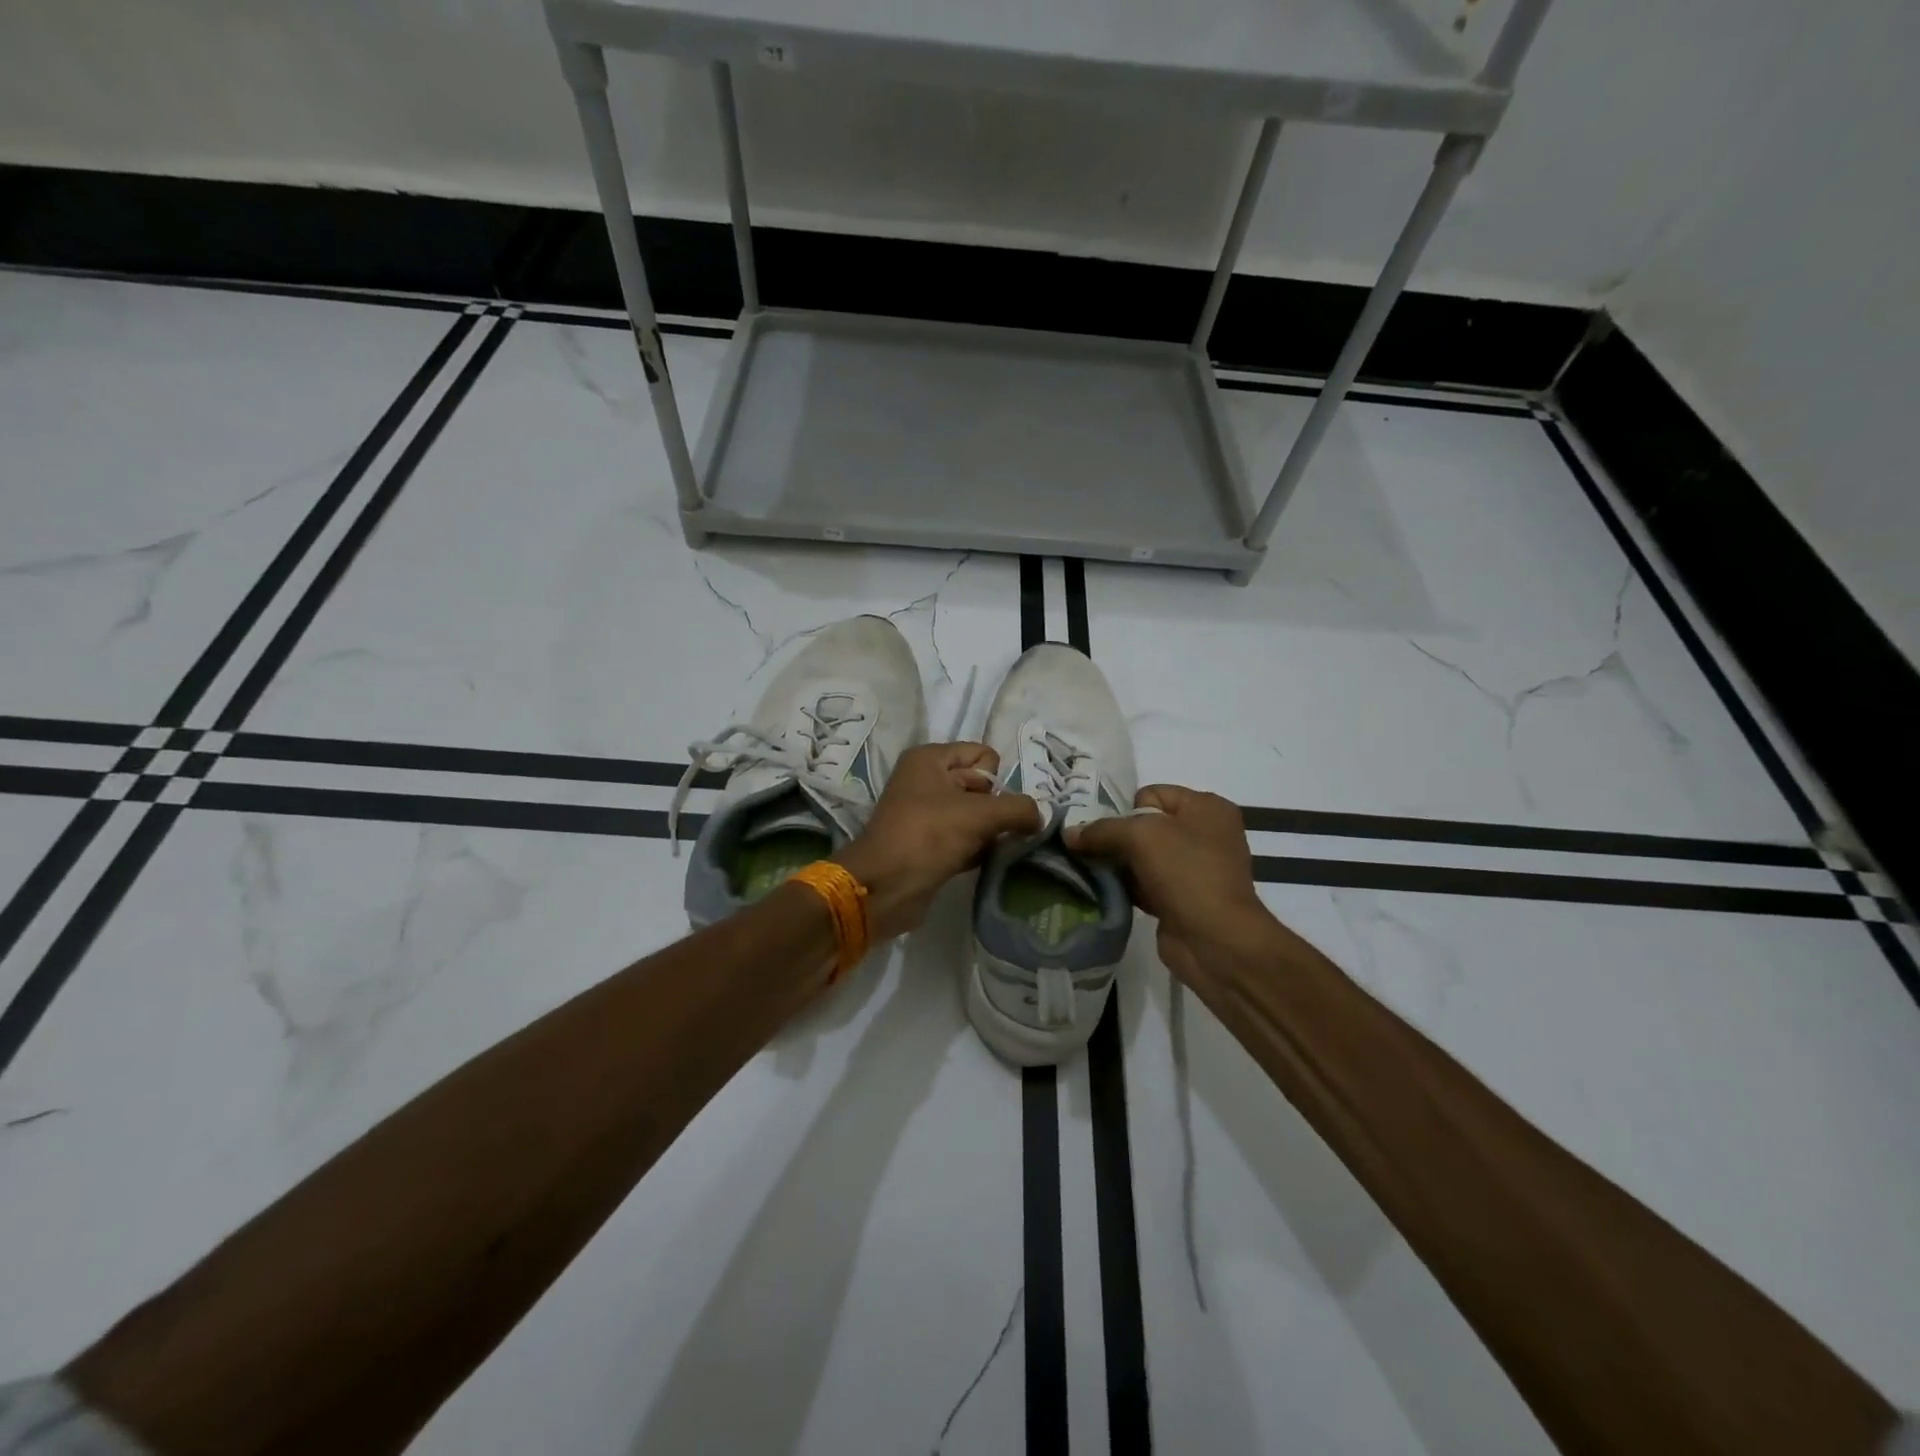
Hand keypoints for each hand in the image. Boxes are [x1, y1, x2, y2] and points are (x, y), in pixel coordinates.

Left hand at [836, 742, 1041, 940]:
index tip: (992, 806)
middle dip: (997, 808)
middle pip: (981, 785)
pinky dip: (978, 849)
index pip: (983, 755)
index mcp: (930, 759)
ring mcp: (925, 814)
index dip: (996, 781)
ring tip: (994, 848)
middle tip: (997, 831)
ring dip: (990, 832)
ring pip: (975, 815)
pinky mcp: (928, 845)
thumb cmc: (928, 836)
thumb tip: (1041, 816)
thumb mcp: (980, 815)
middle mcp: (925, 780)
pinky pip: (965, 838)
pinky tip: (985, 862)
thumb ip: (1019, 809)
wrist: (884, 887)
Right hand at [1066, 785, 1275, 985]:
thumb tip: (1069, 834)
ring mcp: (1194, 869)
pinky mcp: (1182, 899)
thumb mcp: (1141, 836)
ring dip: (1118, 865)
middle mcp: (1204, 834)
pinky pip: (1145, 883)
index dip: (1125, 810)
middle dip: (1115, 838)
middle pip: (1144, 826)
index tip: (1106, 832)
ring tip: (1091, 872)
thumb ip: (1101, 830)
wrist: (1216, 940)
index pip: (1151, 794)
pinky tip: (1104, 892)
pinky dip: (1126, 887)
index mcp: (1206, 808)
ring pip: (1142, 857)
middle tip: (1087, 850)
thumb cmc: (1186, 873)